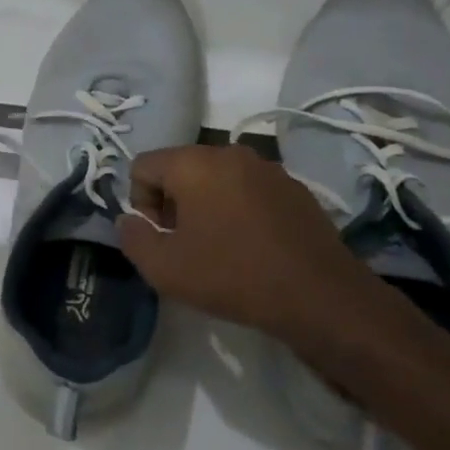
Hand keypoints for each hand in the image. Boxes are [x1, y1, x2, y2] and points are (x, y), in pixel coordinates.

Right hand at [117, 144, 402, 361]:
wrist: (320, 296)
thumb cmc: (233, 276)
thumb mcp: (164, 268)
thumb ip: (133, 237)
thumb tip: (130, 220)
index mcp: (194, 163)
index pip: (143, 166)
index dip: (140, 203)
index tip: (160, 237)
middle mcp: (230, 152)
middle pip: (180, 168)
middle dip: (172, 203)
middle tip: (185, 244)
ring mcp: (267, 168)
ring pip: (215, 178)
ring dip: (205, 206)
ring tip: (218, 247)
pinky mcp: (294, 188)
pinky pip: (248, 190)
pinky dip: (238, 210)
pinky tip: (251, 246)